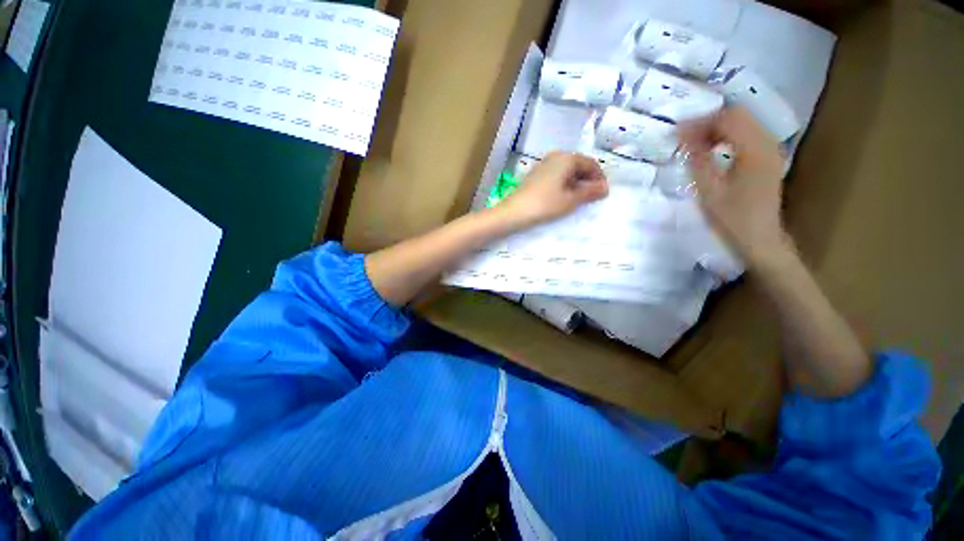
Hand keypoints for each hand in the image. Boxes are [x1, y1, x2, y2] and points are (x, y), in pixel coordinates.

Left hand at [498, 151, 607, 229]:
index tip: (602, 193)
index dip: (599, 178)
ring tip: (578, 200)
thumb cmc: (545, 204)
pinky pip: (556, 175)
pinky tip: (562, 197)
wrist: (514, 211)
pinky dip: (564, 184)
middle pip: (578, 165)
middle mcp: (555, 156)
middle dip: (587, 180)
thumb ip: (589, 192)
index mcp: (567, 158)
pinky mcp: (536, 174)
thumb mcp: (570, 199)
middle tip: (591, 198)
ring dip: (576, 183)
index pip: (590, 164)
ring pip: (567, 171)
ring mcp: (543, 164)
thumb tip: (606, 188)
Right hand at [678, 106, 790, 264]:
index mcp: (755, 150)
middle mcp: (768, 143)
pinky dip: (726, 136)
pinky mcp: (767, 158)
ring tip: (693, 143)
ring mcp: (770, 150)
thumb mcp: (709, 191)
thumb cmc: (732, 219)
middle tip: (682, 137)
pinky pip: (746, 135)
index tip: (676, 132)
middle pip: (738, 115)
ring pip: (743, 123)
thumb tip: (684, 135)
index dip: (701, 121)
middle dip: (708, 121)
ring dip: (716, 128)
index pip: (729, 118)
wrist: (760, 239)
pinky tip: (711, 149)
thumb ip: (698, 160)